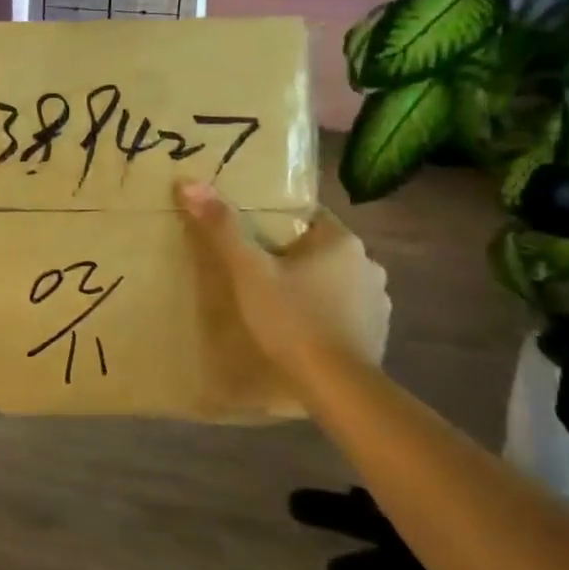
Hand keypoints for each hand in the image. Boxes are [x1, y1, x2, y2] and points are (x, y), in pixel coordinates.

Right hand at [175, 181, 390, 379]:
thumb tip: (190, 182)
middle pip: (319, 248)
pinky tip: (303, 330)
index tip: (250, 237)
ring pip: (335, 280)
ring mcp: (378, 300)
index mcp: (341, 240)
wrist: (337, 387)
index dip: (276, 223)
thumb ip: (222, 227)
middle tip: (256, 272)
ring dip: (312, 285)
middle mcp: (368, 263)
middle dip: (292, 256)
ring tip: (278, 303)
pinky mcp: (378, 332)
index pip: (306, 216)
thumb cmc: (292, 319)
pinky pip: (346, 310)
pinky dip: (326, 314)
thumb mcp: (249, 271)